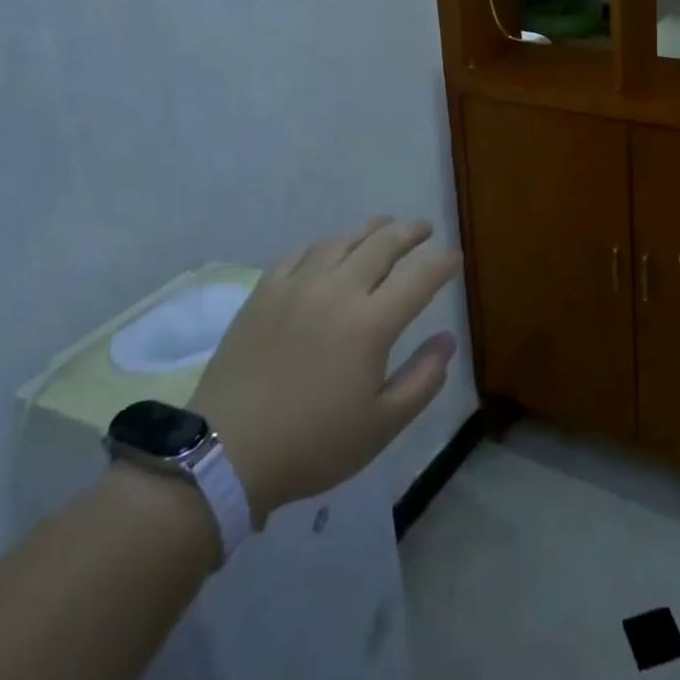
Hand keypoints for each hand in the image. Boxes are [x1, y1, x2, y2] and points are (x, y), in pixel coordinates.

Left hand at [191, 218, 459, 524]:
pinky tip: (329, 250)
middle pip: (382, 244)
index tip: (454, 258)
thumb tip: (448, 339)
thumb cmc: (312, 444)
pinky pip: (301, 253)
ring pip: (342, 241)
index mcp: (371, 323)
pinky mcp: (265, 291)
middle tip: (424, 228)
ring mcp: (297, 286)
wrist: (224, 453)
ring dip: (370, 230)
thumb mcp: (382, 426)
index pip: (420, 278)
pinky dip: (325, 245)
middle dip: (410, 232)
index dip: (442, 263)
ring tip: (383, 226)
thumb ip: (423, 379)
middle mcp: (338, 291)